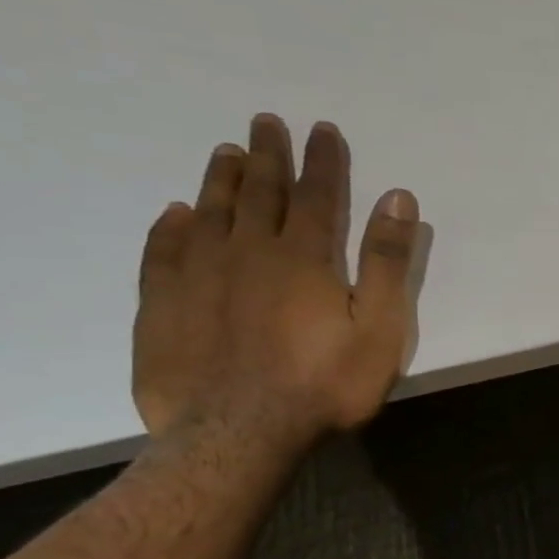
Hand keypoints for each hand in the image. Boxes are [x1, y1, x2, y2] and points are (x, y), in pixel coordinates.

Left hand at [132, 115, 421, 449]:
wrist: (235, 438)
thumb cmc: (324, 385)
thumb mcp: (379, 328)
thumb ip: (386, 262)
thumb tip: (398, 198)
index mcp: (303, 257)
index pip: (317, 194)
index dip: (323, 160)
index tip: (323, 129)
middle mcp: (247, 252)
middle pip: (260, 192)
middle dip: (268, 155)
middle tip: (266, 121)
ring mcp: (197, 276)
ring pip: (210, 213)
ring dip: (222, 180)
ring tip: (227, 153)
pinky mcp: (161, 306)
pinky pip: (162, 252)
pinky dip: (170, 227)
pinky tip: (175, 214)